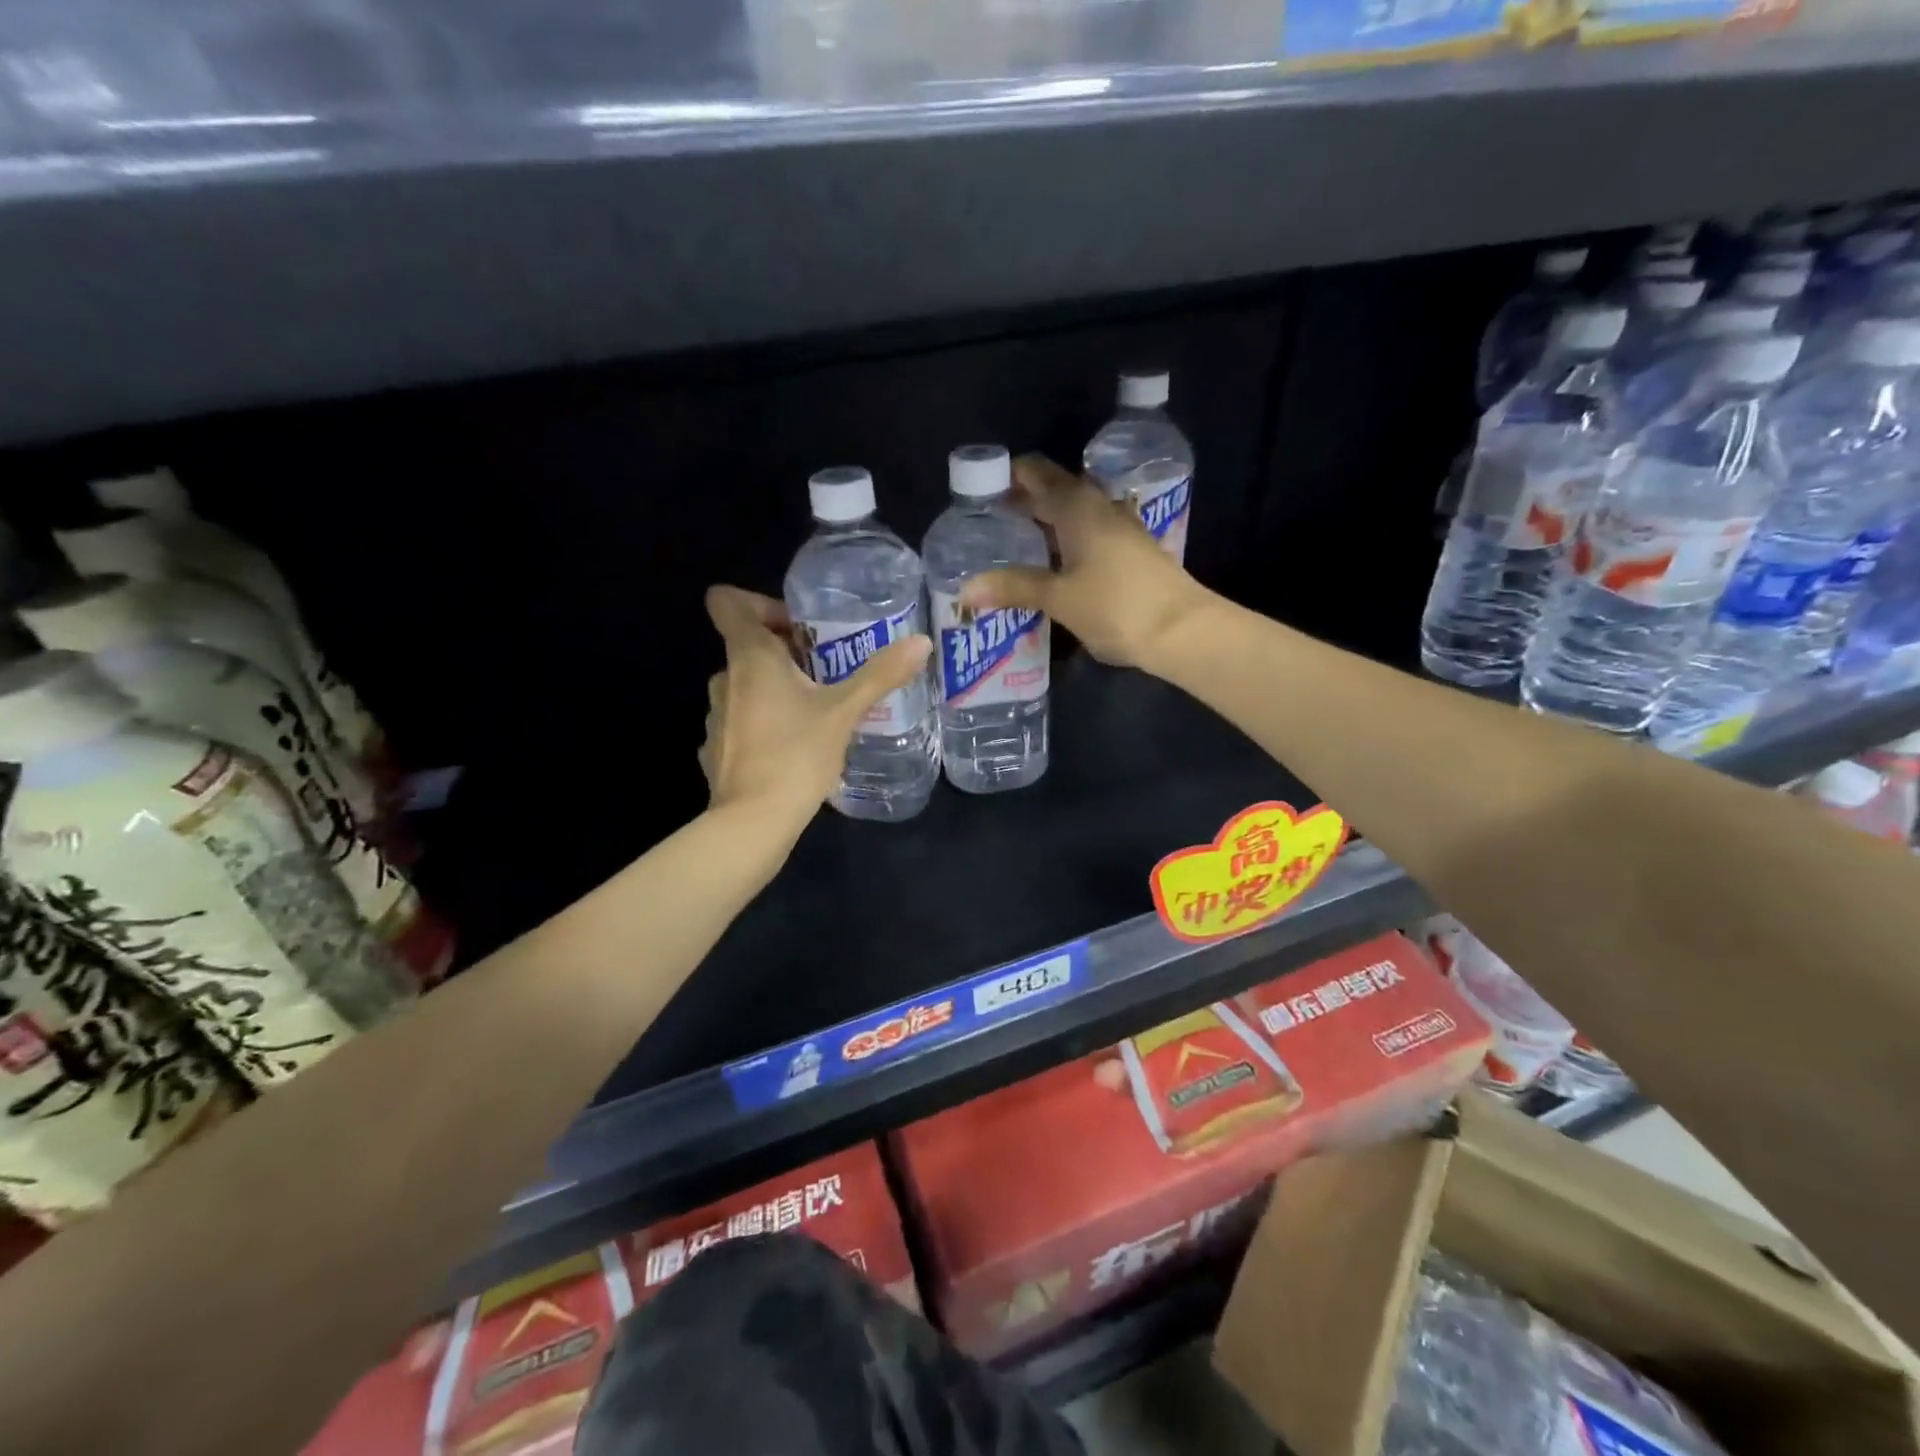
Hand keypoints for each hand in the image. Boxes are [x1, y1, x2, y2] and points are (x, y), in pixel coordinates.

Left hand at [700, 586, 931, 822]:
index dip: (758, 602)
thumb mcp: (845, 711)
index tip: (798, 627)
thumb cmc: (796, 754)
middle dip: (786, 652)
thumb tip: (921, 642)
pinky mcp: (716, 750)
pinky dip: (765, 724)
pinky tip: (794, 747)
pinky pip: (742, 721)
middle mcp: (724, 679)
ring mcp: (715, 717)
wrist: (753, 822)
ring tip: (817, 711)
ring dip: (776, 689)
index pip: (728, 602)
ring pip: (745, 685)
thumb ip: (881, 674)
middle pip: (746, 645)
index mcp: (749, 658)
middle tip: (827, 671)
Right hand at [959, 454, 1211, 669]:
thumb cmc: (1116, 606)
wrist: (1182, 630)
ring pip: (1075, 513)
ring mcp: (1121, 528)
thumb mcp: (1059, 598)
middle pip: (1056, 491)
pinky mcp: (1133, 551)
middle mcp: (1101, 507)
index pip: (1036, 473)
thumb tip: (967, 588)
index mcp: (1078, 506)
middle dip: (1024, 502)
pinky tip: (1055, 565)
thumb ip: (1014, 588)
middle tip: (990, 523)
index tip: (980, 493)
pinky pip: (1091, 533)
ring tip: (1016, 543)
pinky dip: (1068, 540)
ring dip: (1047, 522)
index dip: (1008, 477)